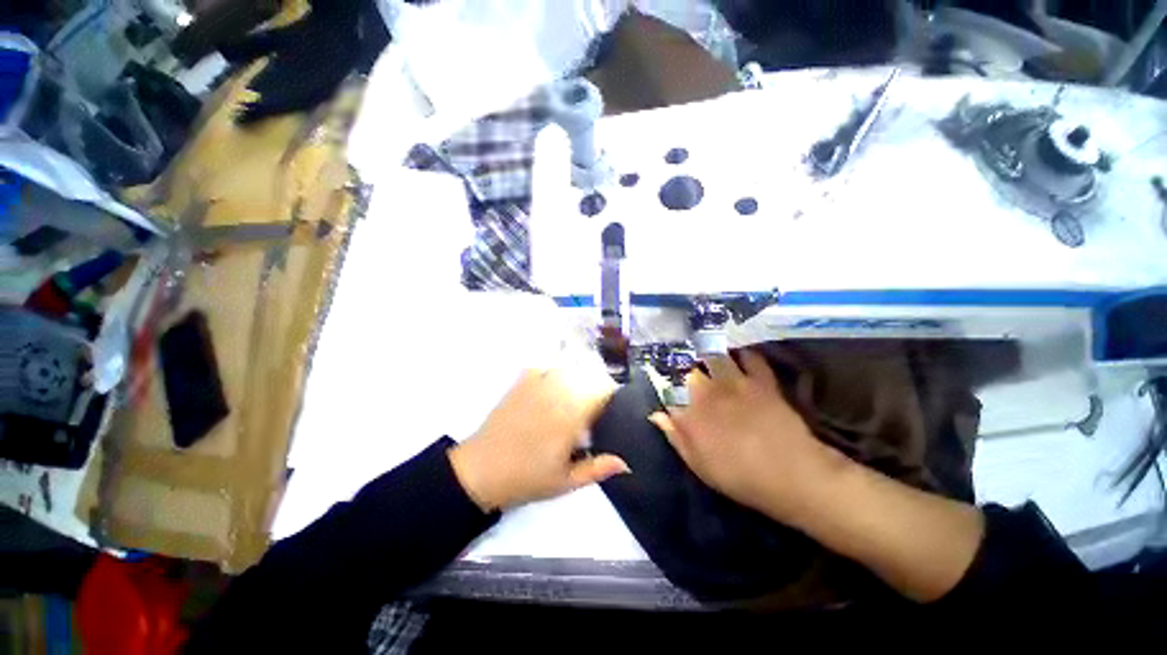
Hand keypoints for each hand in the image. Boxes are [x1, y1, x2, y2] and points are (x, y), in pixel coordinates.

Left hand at [449, 358, 629, 511]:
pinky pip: (541, 368)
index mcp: (571, 416)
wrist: (481, 470)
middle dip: (592, 391)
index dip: (610, 396)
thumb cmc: (527, 478)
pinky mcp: (520, 384)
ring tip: (568, 402)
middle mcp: (556, 394)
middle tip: (587, 414)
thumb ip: (597, 469)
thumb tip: (626, 463)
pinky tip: (548, 390)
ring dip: (573, 381)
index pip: (601, 391)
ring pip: (566, 371)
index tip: (608, 410)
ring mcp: (536, 385)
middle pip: (586, 377)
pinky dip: (549, 374)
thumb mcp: (565, 481)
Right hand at [649, 349, 844, 521]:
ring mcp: (735, 383)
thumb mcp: (700, 465)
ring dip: (708, 354)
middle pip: (688, 369)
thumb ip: (676, 436)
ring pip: (714, 357)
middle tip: (682, 366)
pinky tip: (739, 355)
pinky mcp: (760, 381)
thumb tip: (656, 414)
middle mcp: (708, 393)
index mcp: (691, 414)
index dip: (663, 383)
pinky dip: (743, 353)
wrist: (792, 475)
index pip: (668, 390)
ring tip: (705, 353)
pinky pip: (750, 357)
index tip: (662, 381)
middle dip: (682, 366)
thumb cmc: (740, 477)